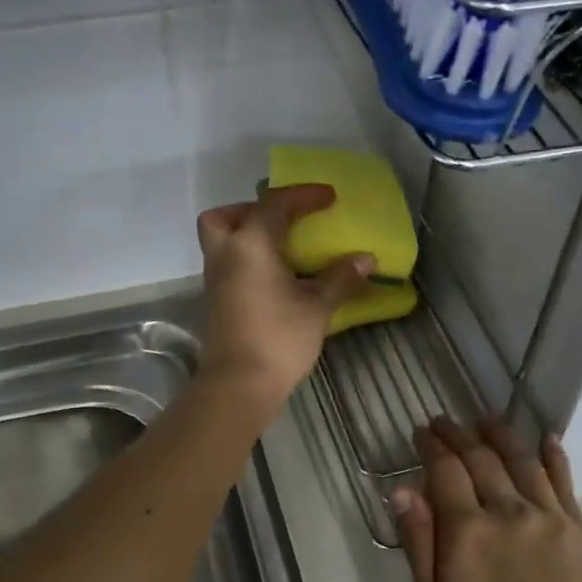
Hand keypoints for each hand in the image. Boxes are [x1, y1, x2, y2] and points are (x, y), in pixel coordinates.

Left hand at [196, 185, 374, 414]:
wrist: (238, 385)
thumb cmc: (279, 339)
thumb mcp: (317, 307)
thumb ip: (340, 278)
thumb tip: (366, 259)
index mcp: (250, 245)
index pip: (275, 204)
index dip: (304, 196)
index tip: (330, 197)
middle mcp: (225, 255)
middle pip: (224, 217)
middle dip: (252, 210)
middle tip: (283, 222)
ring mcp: (215, 280)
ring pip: (222, 241)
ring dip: (248, 236)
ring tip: (285, 250)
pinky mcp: (216, 302)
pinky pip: (228, 265)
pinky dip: (248, 260)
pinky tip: (276, 278)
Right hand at [394, 417, 581, 581]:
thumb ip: (418, 543)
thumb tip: (403, 489)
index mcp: (466, 530)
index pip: (445, 470)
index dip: (431, 446)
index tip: (421, 432)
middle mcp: (507, 511)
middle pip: (481, 458)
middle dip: (459, 434)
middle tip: (445, 421)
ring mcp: (549, 517)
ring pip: (522, 460)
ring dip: (501, 434)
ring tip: (487, 419)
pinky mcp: (579, 531)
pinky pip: (564, 482)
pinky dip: (553, 455)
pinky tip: (546, 439)